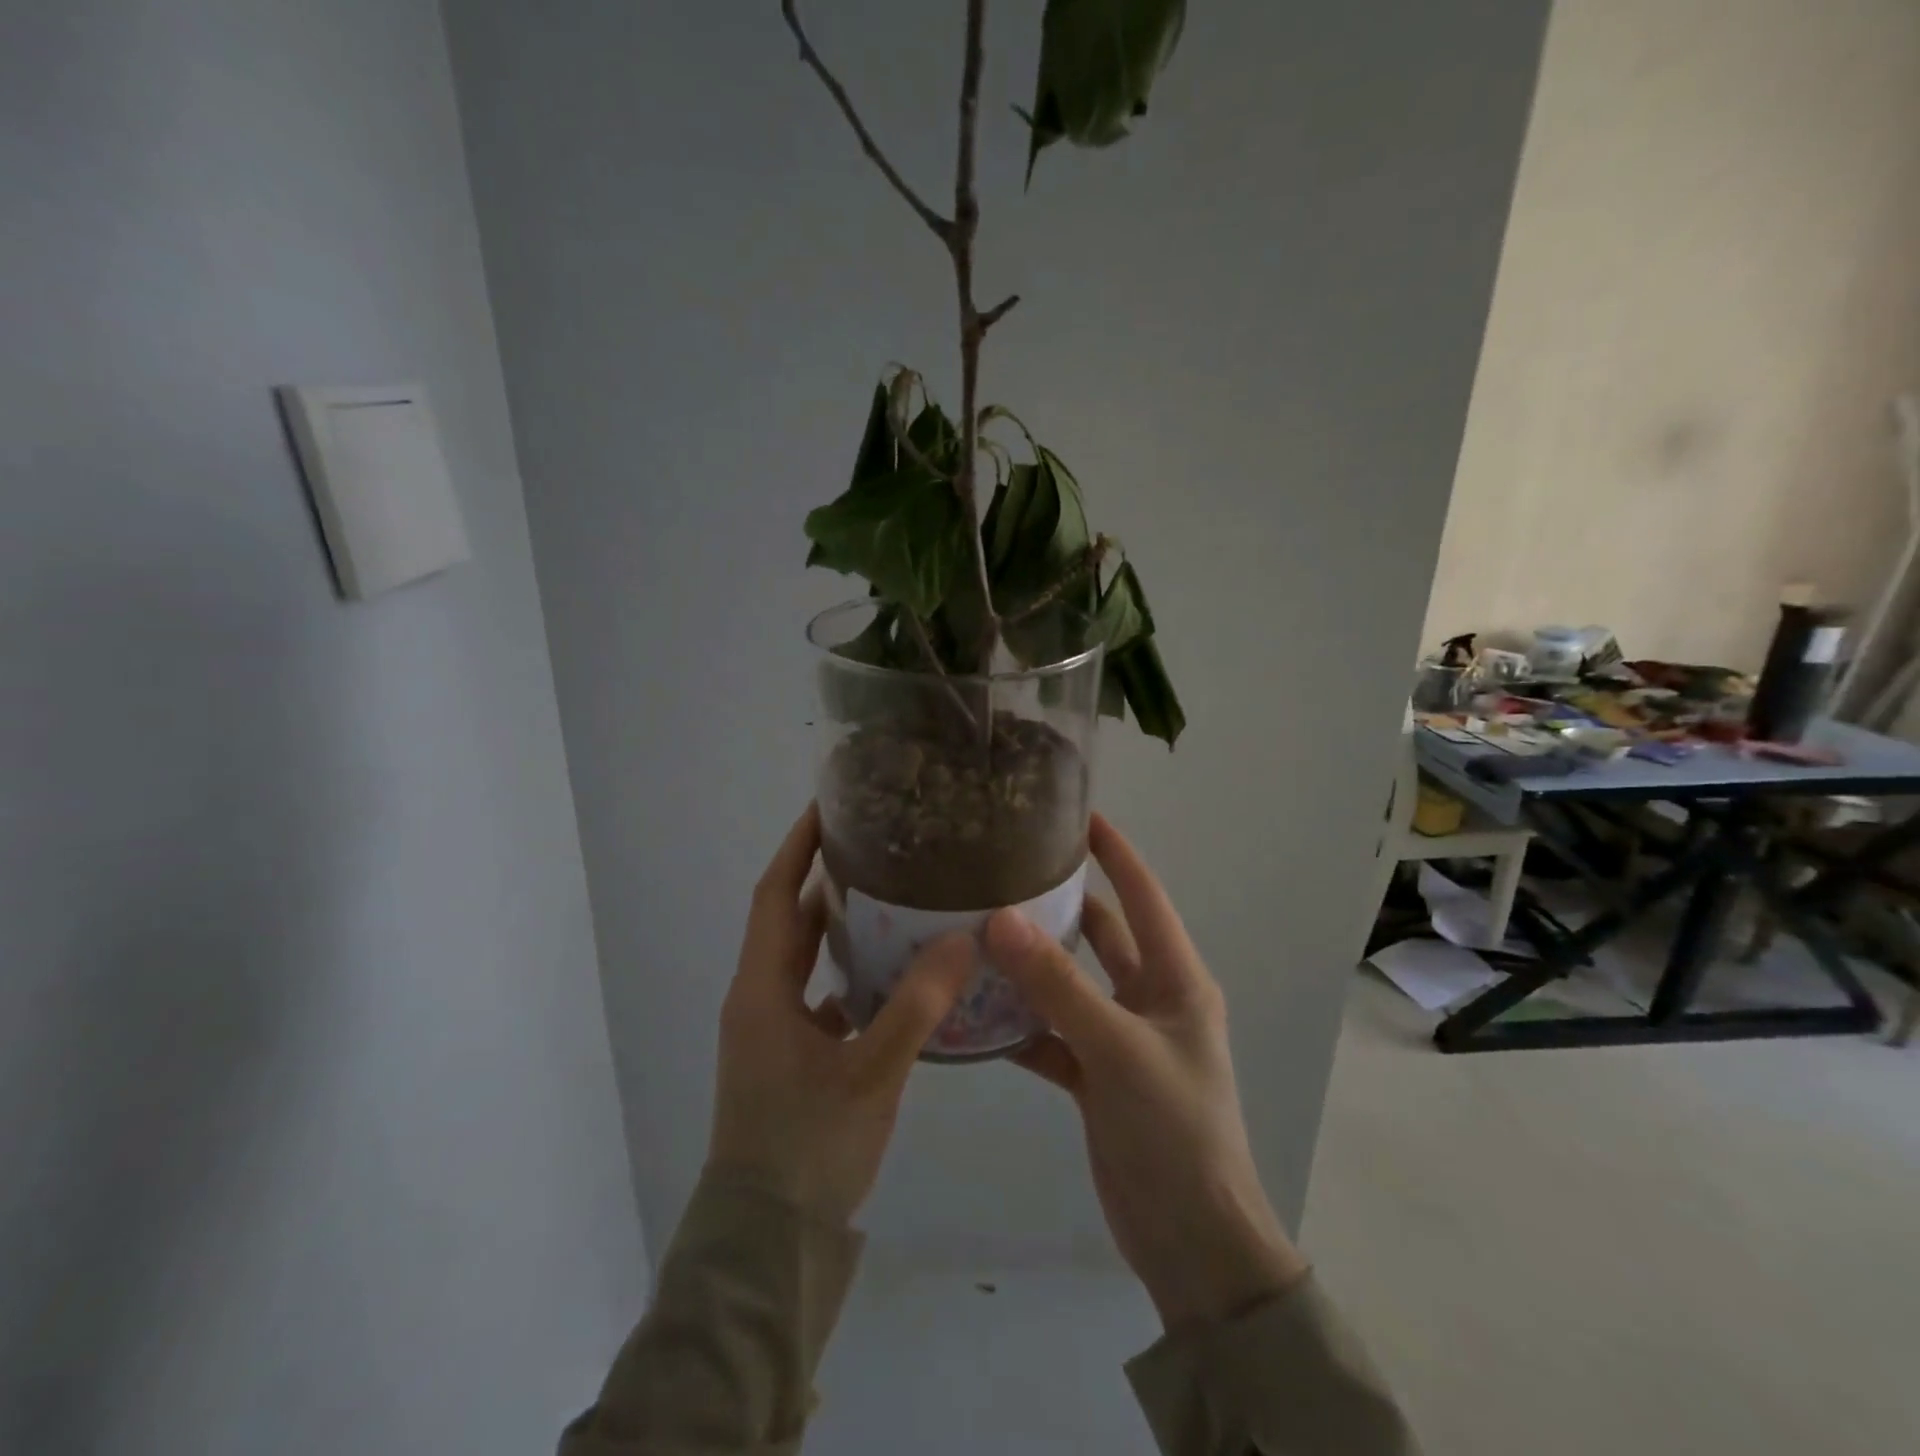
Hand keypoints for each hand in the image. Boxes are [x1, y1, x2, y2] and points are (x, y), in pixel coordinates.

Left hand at [707, 803, 975, 1225]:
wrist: (766, 1244)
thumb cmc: (807, 1149)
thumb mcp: (870, 1074)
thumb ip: (917, 1006)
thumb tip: (961, 938)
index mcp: (762, 989)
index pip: (775, 894)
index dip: (798, 848)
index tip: (829, 807)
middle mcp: (759, 999)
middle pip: (789, 920)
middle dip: (825, 879)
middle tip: (879, 846)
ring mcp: (771, 1029)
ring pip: (805, 959)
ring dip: (839, 927)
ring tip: (894, 896)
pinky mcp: (788, 1056)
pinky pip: (818, 995)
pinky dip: (849, 974)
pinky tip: (895, 973)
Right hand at [987, 814, 1308, 1330]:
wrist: (1192, 1243)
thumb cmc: (1174, 1130)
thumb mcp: (1117, 1049)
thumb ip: (1057, 986)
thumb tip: (999, 919)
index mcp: (1176, 980)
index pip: (1144, 896)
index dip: (1115, 853)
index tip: (1077, 815)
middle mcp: (1150, 1000)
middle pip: (1102, 936)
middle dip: (1060, 905)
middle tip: (1006, 873)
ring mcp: (1121, 1040)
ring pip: (1071, 986)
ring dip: (1033, 966)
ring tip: (978, 933)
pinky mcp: (1097, 1078)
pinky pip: (1053, 1036)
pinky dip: (1022, 1026)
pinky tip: (977, 1014)